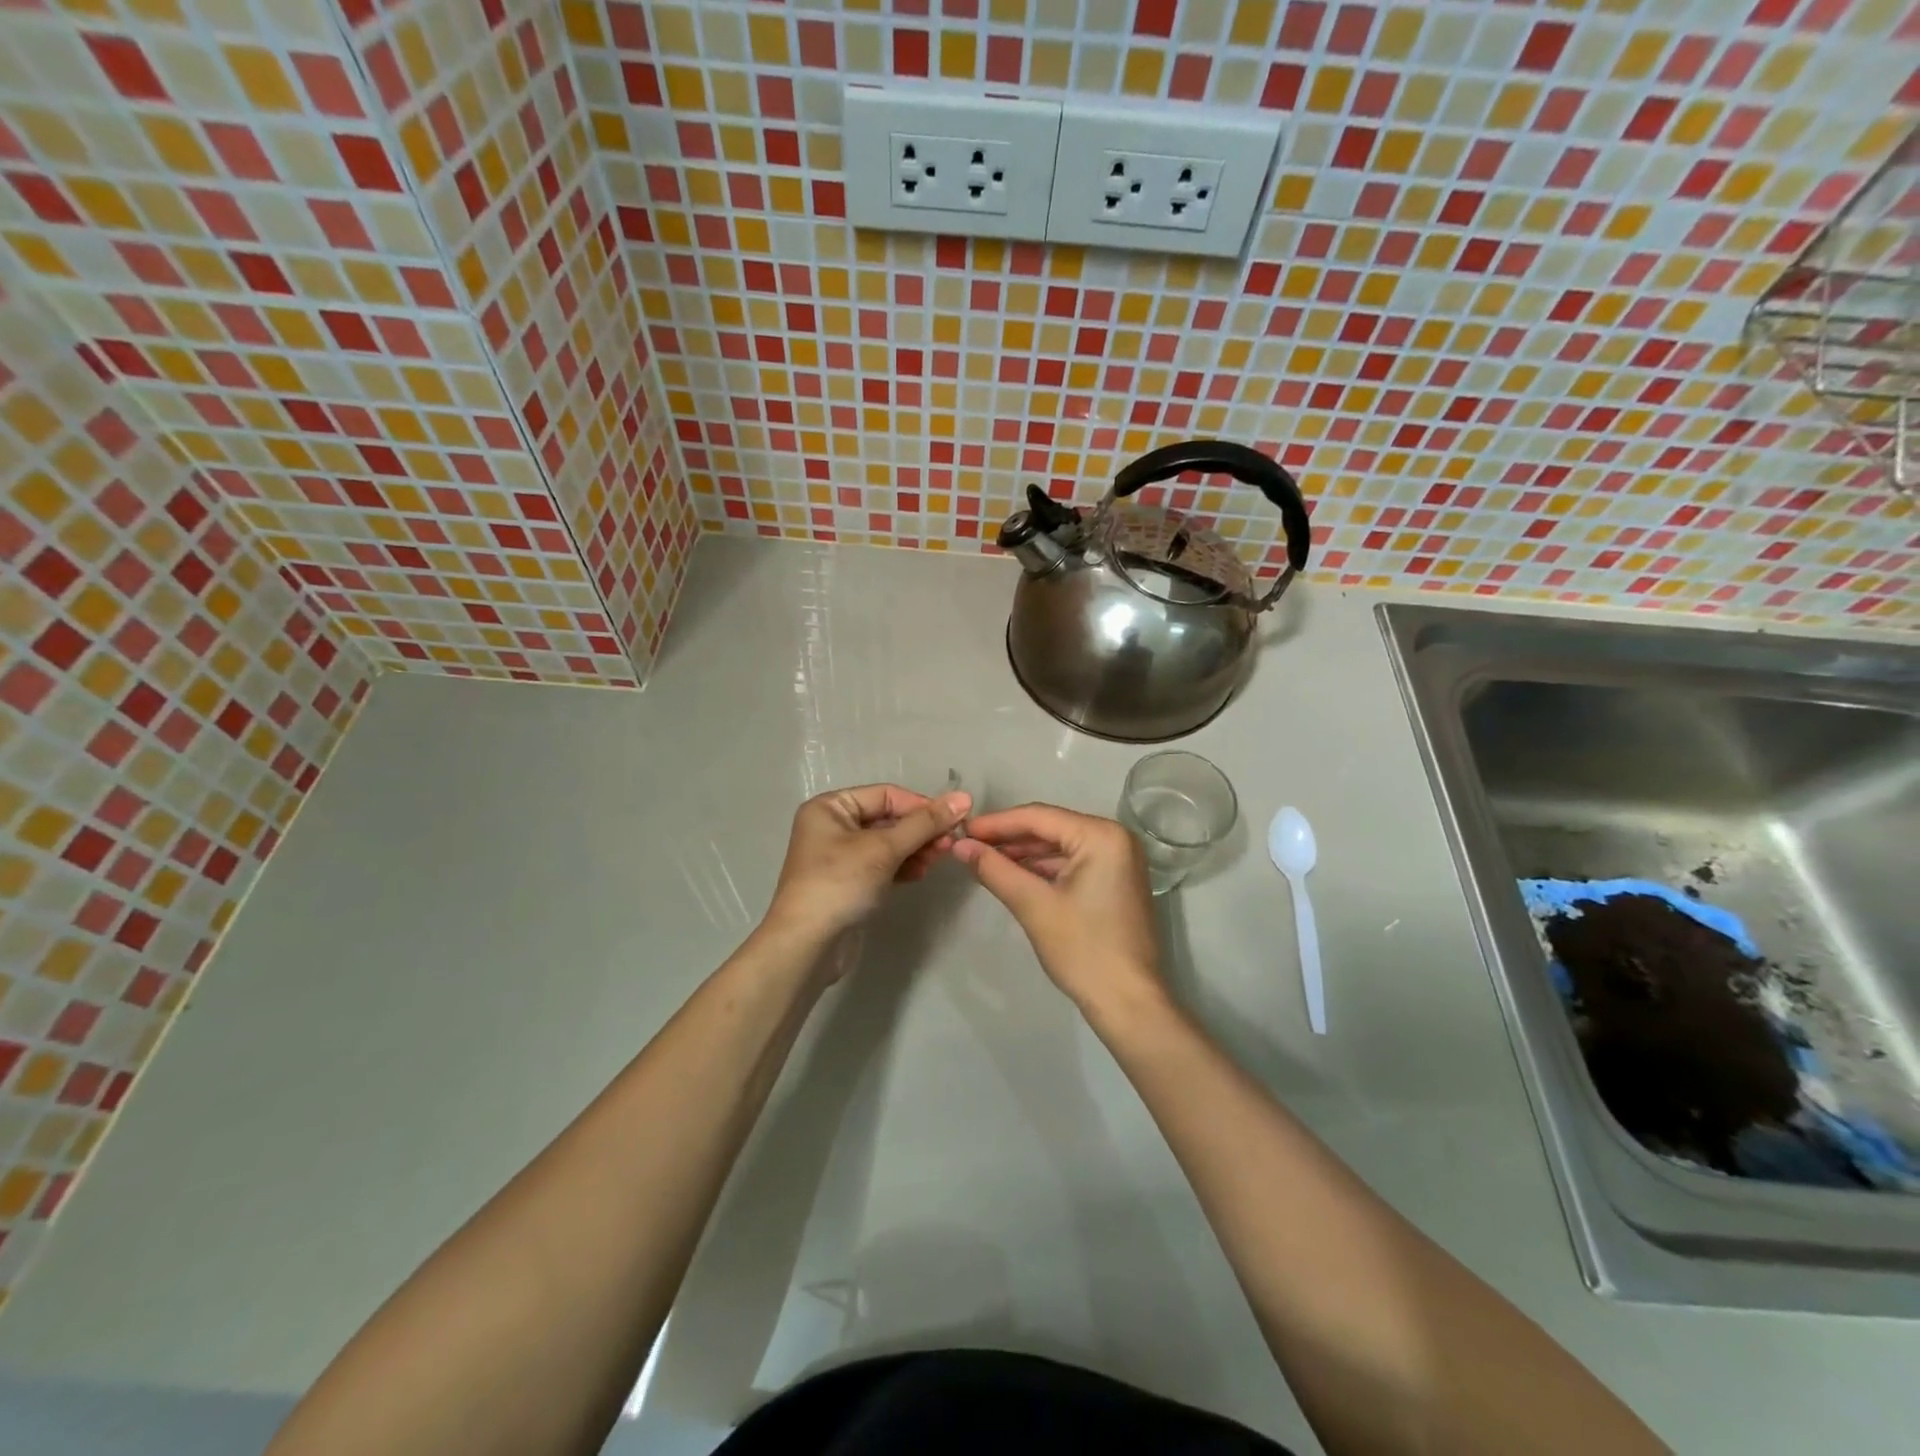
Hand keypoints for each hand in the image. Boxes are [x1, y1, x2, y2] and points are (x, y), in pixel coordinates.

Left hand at [765, 784, 970, 946]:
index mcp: (830, 807)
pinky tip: (921, 873)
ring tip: (939, 859)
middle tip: (950, 844)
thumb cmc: (840, 884)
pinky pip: (883, 865)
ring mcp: (840, 857)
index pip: (886, 795)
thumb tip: (964, 797)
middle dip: (920, 830)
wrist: (807, 946)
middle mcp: (832, 827)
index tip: (954, 820)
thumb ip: (925, 823)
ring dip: (916, 849)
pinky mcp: (850, 884)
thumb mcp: (884, 848)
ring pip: (888, 844)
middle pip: (888, 819)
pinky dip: (903, 866)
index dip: (921, 805)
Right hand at [952, 803, 1163, 1015]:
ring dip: (1023, 854)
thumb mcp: (1033, 905)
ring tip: (983, 859)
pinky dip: (1042, 869)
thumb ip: (994, 869)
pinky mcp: (1115, 880)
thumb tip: (959, 845)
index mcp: (1102, 835)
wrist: (1128, 1002)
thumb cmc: (1083, 949)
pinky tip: (1013, 874)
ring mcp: (1118, 859)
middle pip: (1051, 828)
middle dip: (1008, 838)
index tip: (962, 829)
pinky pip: (1072, 863)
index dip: (996, 823)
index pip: (1039, 817)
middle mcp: (1115, 838)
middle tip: (968, 845)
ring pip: (1059, 846)